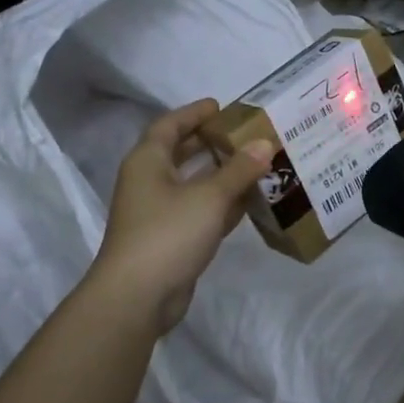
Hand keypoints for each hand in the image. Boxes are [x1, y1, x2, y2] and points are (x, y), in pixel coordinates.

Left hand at [94, 100, 271, 334]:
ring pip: (193, 184)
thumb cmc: (168, 233)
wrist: (138, 296)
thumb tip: (265, 143)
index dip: (193, 114)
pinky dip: (222, 204)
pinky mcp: (172, 239)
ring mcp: (159, 213)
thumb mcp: (210, 196)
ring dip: (221, 174)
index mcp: (148, 162)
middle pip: (180, 154)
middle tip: (243, 134)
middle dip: (209, 143)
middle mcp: (150, 183)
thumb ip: (239, 169)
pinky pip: (200, 211)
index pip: (169, 126)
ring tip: (255, 164)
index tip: (220, 106)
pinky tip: (249, 202)